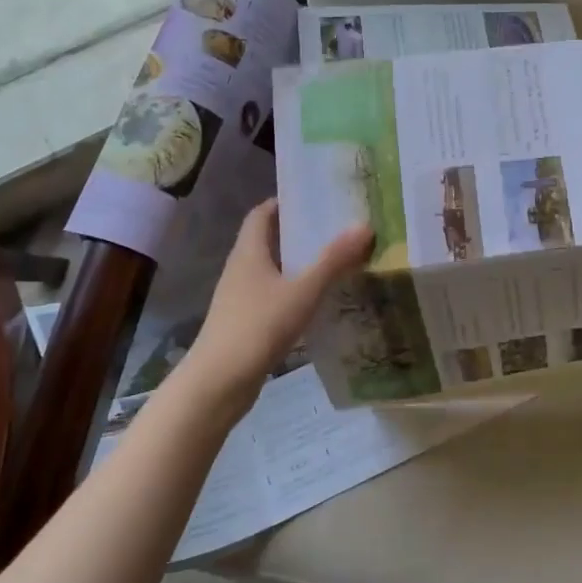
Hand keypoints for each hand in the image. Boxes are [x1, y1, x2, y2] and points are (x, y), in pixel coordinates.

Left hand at [180, 200, 371, 413]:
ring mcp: (240, 298)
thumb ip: (333, 260)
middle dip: (298, 232)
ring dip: (298, 264)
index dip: (284, 202)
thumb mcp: (302, 291)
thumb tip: (364, 225)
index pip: (262, 214)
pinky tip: (318, 302)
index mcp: (249, 252)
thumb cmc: (257, 327)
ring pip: (272, 270)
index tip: (315, 198)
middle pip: (268, 240)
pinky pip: (273, 296)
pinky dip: (294, 292)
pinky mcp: (245, 324)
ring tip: (335, 261)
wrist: (218, 384)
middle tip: (336, 228)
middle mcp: (241, 269)